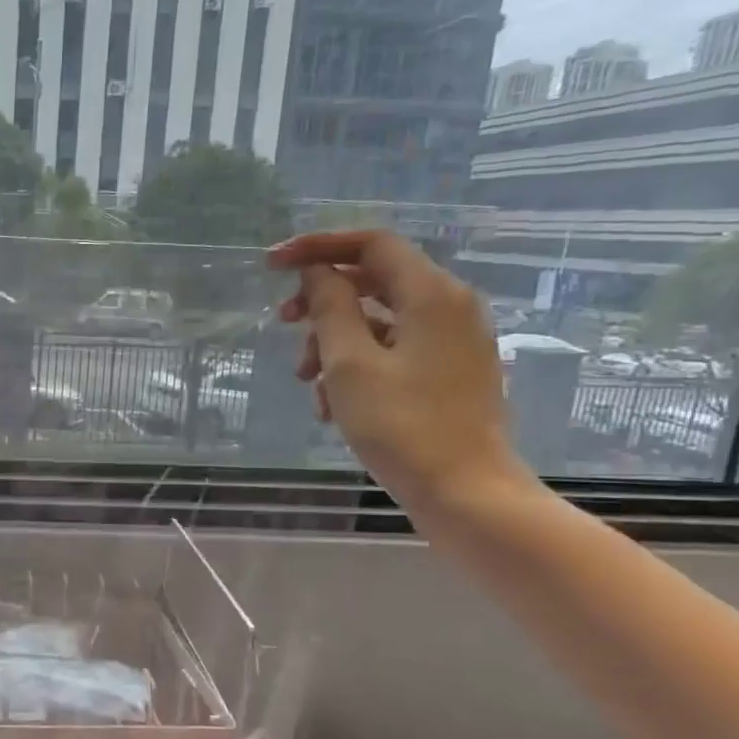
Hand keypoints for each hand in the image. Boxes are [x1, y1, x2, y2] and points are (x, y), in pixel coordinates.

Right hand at [268, 230, 532, 511]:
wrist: (465, 493)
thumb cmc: (402, 426)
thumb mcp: (350, 364)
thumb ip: (330, 308)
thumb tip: (317, 272)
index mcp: (432, 295)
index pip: (371, 244)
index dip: (317, 246)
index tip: (273, 265)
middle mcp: (450, 307)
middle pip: (373, 281)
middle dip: (322, 300)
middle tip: (283, 323)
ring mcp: (453, 341)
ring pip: (379, 320)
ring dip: (333, 340)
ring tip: (306, 381)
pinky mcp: (449, 372)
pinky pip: (394, 350)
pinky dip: (357, 364)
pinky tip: (332, 404)